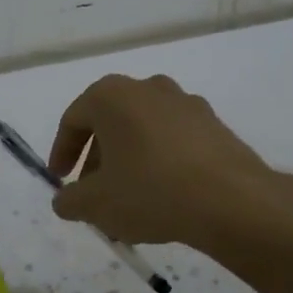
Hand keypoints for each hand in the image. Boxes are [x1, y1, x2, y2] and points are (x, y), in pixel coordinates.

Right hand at [48, 74, 290, 245]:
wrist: (231, 201)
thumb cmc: (150, 191)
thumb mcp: (95, 204)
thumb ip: (70, 200)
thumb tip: (65, 200)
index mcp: (112, 96)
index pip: (73, 120)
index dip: (62, 151)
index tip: (60, 179)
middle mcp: (148, 88)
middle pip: (110, 123)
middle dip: (97, 160)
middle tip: (93, 194)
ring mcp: (185, 103)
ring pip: (143, 132)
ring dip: (129, 162)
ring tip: (128, 200)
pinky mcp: (214, 124)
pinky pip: (173, 140)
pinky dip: (160, 162)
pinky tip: (163, 197)